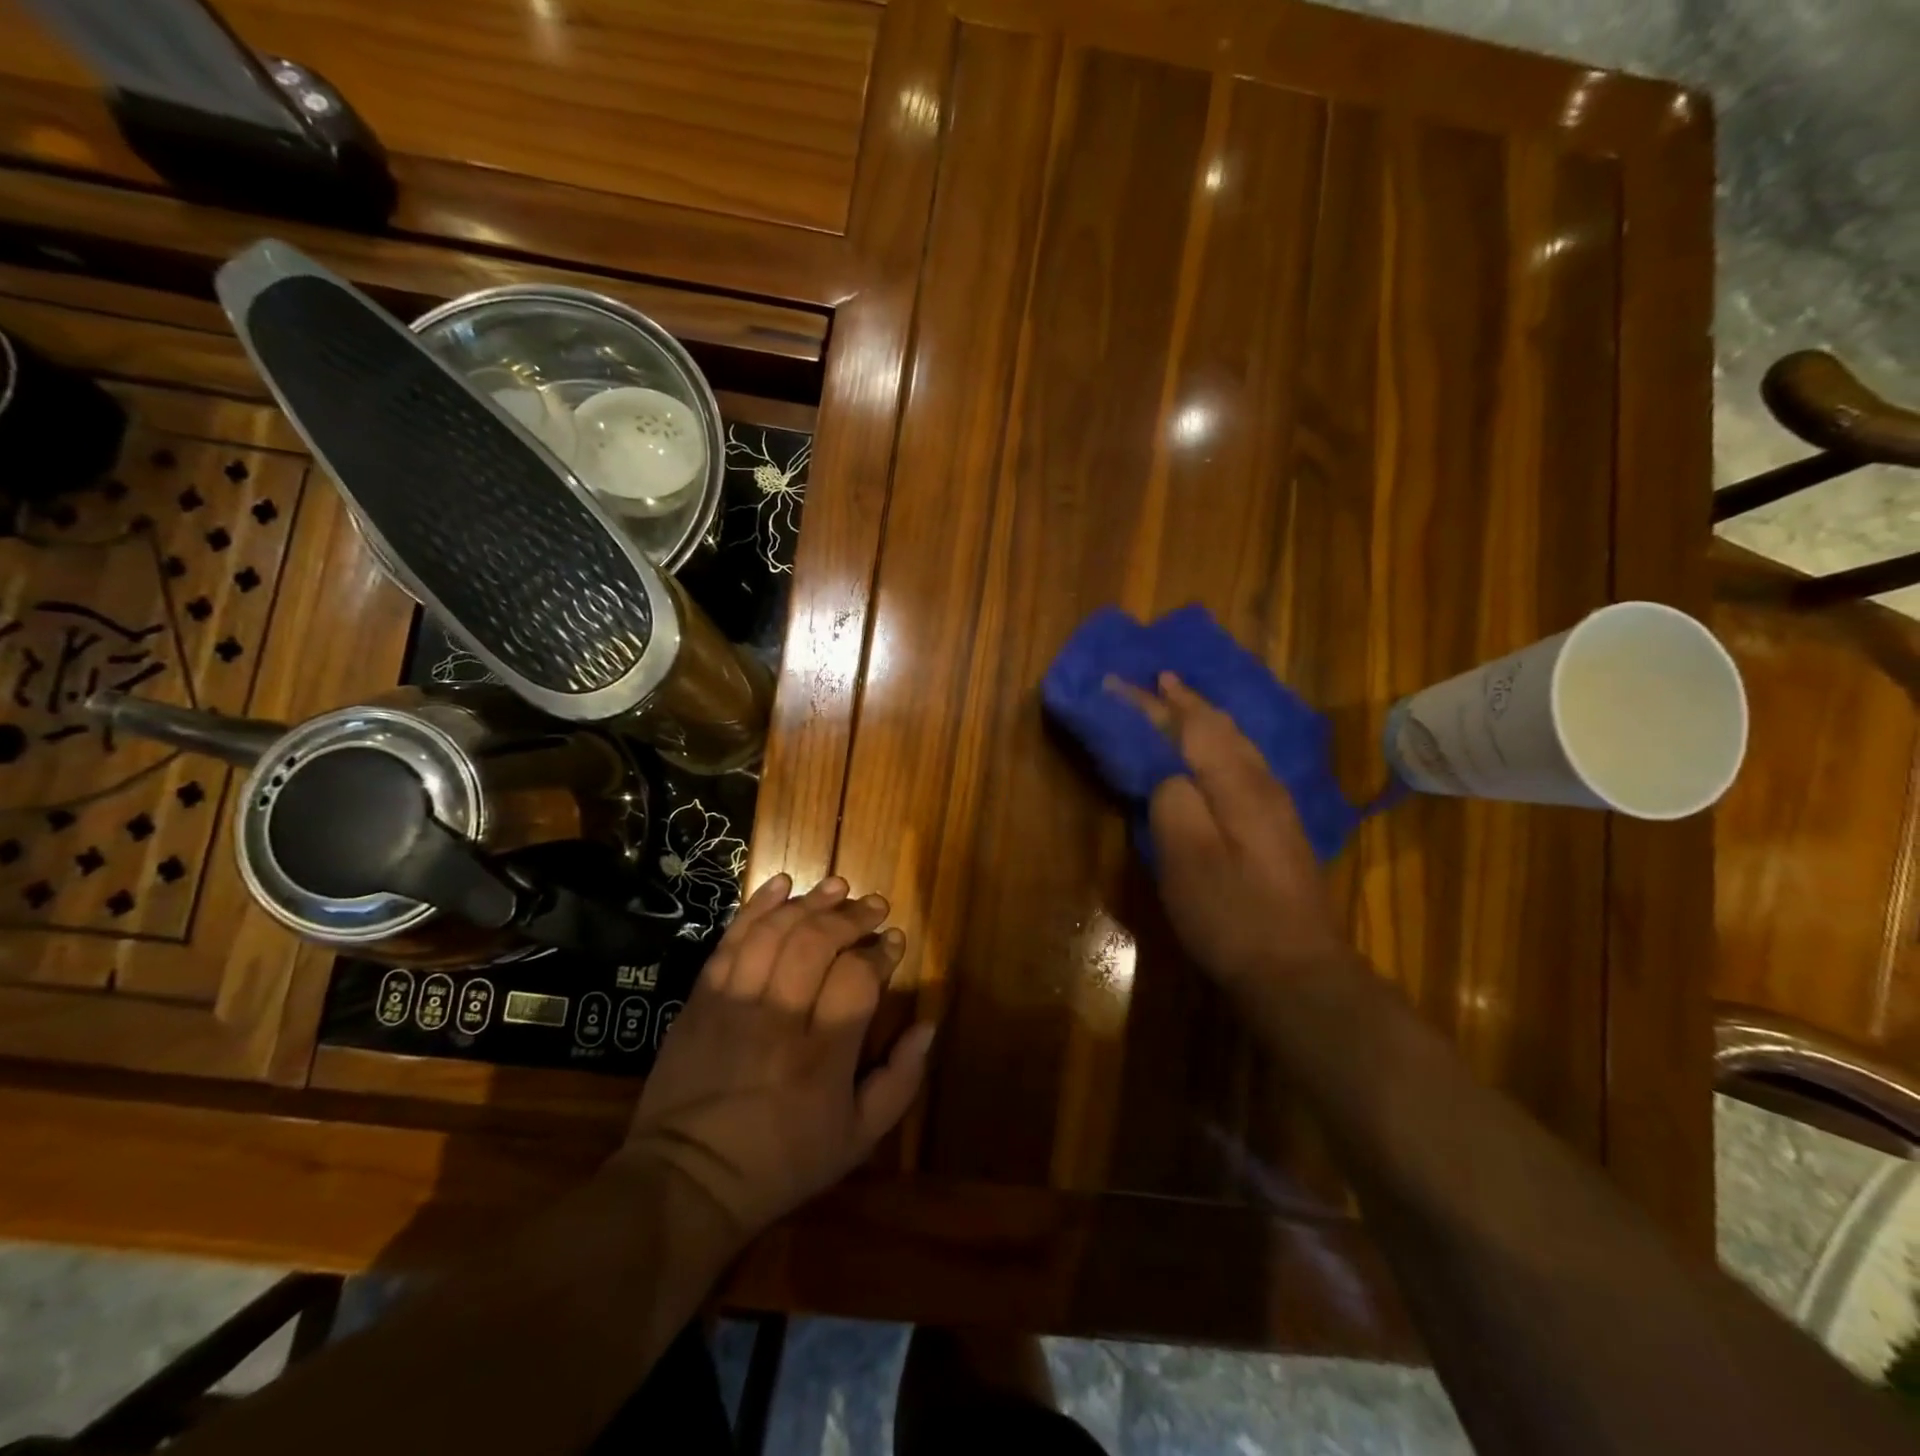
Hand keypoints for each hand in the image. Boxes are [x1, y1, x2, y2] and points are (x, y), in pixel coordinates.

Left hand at [619, 874, 934, 1243]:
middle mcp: (779, 1020)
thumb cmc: (781, 1163)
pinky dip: (757, 907)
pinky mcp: (700, 999)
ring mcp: (734, 1005)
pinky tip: (782, 884)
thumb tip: (928, 1026)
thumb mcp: (857, 1140)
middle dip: (851, 916)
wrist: (686, 1182)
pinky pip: (730, 941)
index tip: (893, 942)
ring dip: (810, 902)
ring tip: (837, 888)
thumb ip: (900, 1081)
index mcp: (822, 1057)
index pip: (857, 978)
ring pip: (775, 933)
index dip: (880, 952)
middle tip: (873, 906)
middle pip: (817, 943)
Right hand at [1121, 673, 1345, 983]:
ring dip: (1206, 718)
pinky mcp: (1278, 830)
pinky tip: (1218, 755)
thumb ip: (1172, 800)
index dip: (1149, 704)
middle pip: (1219, 728)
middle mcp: (1260, 784)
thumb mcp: (1187, 858)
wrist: (1296, 972)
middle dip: (1184, 701)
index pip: (1187, 727)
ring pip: (1237, 744)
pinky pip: (1244, 764)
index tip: (1115, 682)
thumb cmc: (1231, 914)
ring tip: (1183, 703)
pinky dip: (1221, 745)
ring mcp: (1276, 807)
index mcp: (1235, 784)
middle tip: (1158, 679)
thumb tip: (1166, 772)